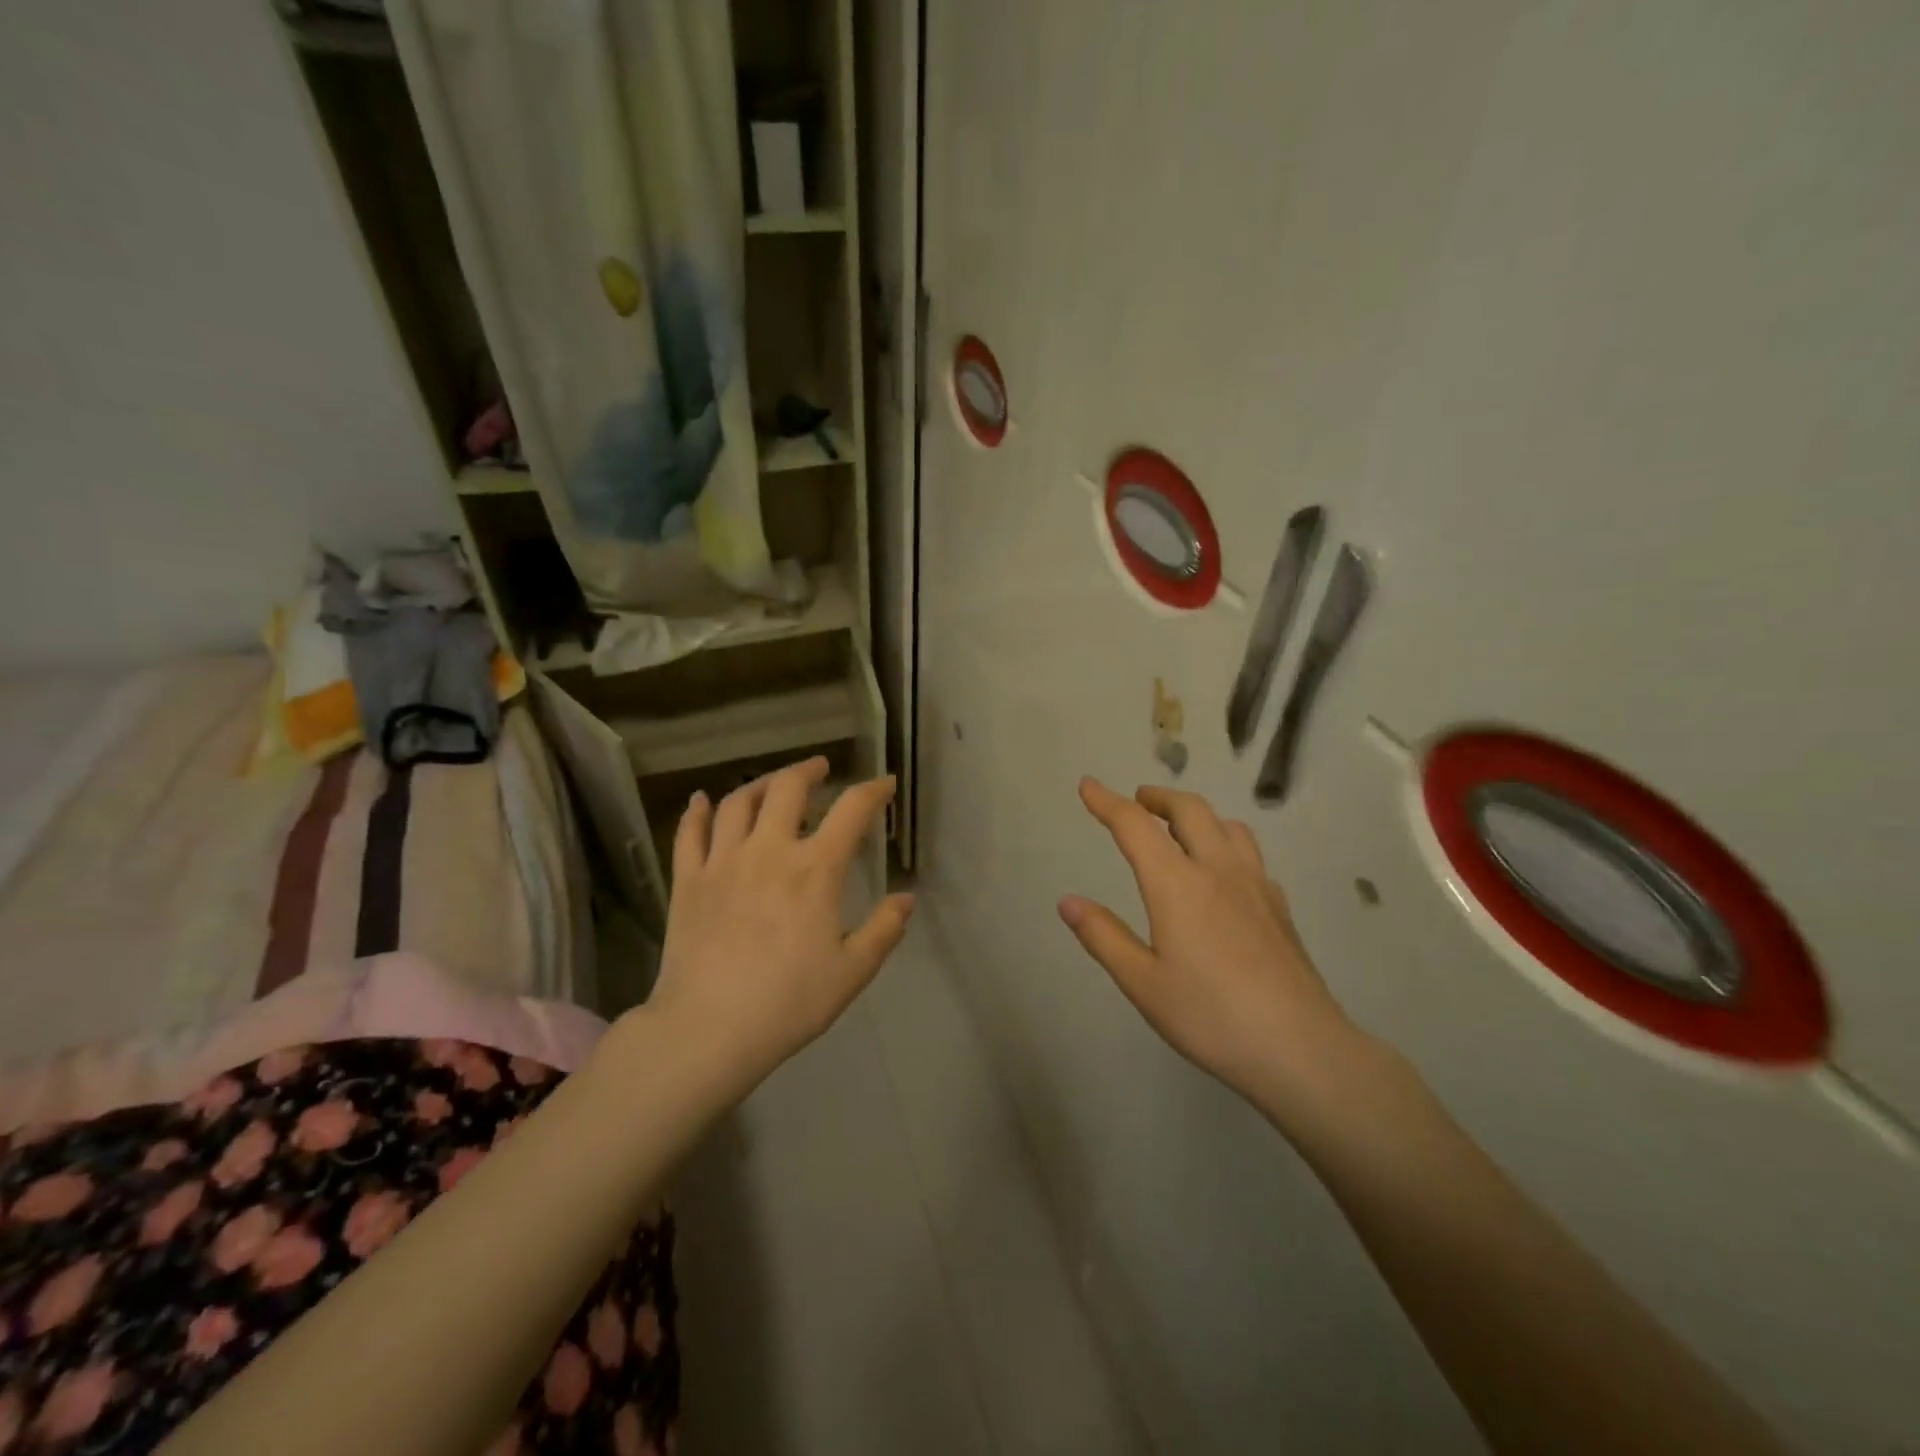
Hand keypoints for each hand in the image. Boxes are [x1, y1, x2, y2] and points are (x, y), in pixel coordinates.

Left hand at [643, 757, 913, 1091]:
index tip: (884, 784)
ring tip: (773, 783)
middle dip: (809, 770)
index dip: (872, 791)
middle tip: (820, 768)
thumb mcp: (852, 971)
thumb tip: (907, 898)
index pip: (851, 811)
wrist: (708, 1030)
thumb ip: (884, 929)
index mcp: (815, 870)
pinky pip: (690, 833)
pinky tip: (702, 800)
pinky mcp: (688, 881)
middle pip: (788, 788)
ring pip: (739, 802)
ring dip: (760, 783)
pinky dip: (697, 811)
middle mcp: (769, 851)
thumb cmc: (788, 1002)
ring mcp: (723, 862)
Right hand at [1060, 777, 1366, 1117]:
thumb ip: (1103, 936)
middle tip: (1137, 802)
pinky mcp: (1279, 906)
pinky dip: (1225, 844)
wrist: (1300, 1047)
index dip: (1106, 801)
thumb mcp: (1142, 983)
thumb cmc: (1210, 1016)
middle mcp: (1217, 870)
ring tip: (1180, 831)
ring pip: (1227, 825)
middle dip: (1158, 798)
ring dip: (1197, 815)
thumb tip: (1068, 901)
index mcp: (1176, 884)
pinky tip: (1223, 874)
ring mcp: (1255, 885)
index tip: (1088, 784)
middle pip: (1189, 809)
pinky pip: (1249, 854)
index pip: (1135, 826)